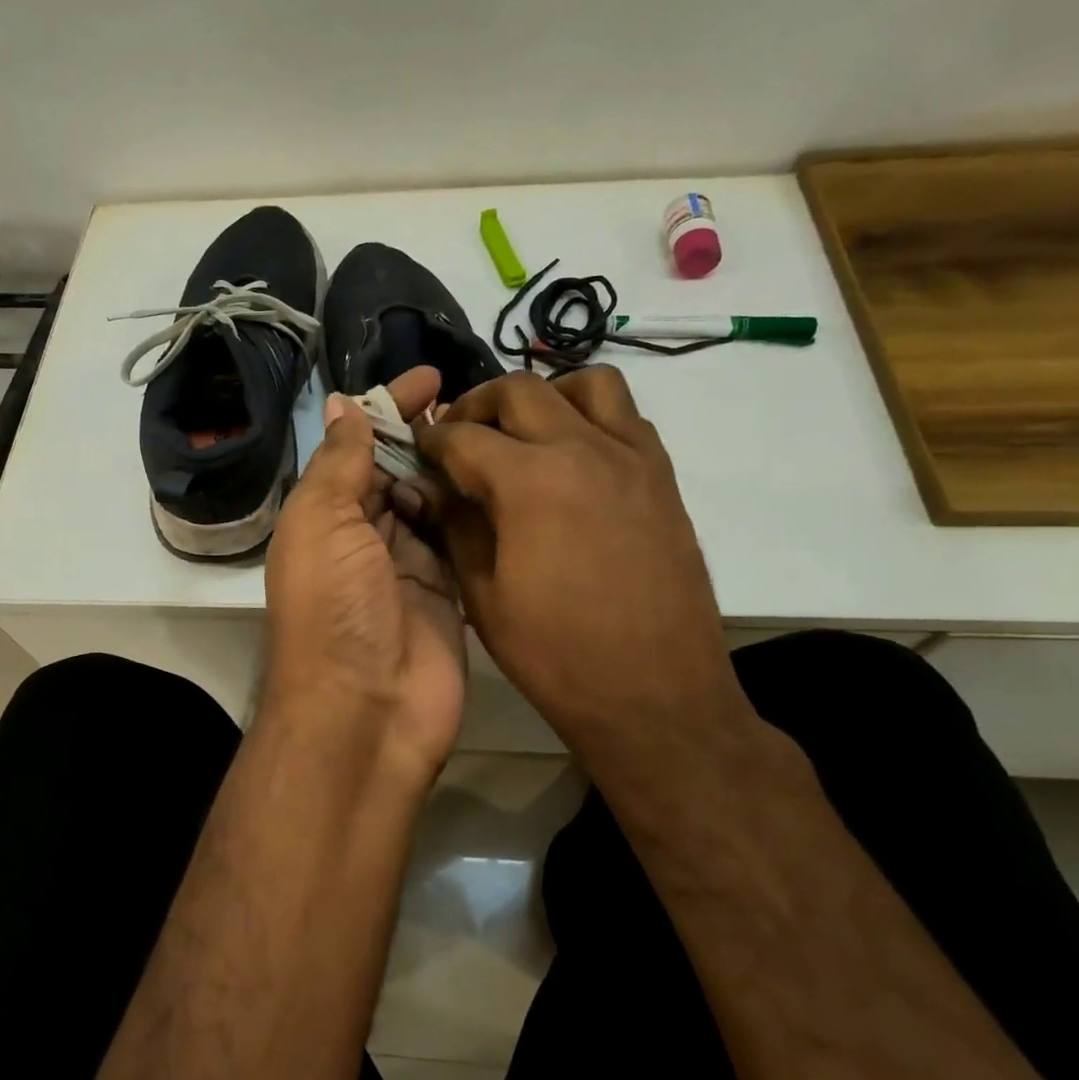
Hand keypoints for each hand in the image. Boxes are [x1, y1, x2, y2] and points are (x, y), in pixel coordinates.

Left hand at [261, 366, 465, 788]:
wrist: (366, 711)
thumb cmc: (334, 607)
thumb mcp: (322, 521)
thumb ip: (339, 462)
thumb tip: (344, 402)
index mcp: (325, 515)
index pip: (359, 447)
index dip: (390, 409)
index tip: (432, 377)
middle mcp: (364, 536)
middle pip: (398, 470)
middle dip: (428, 435)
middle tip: (479, 403)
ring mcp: (408, 566)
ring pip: (434, 501)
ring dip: (456, 469)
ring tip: (499, 432)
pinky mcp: (448, 593)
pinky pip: (461, 540)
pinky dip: (476, 512)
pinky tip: (506, 480)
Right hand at [409, 367, 753, 768]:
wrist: (655, 695)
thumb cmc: (556, 655)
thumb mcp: (483, 595)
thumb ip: (454, 526)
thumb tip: (430, 486)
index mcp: (530, 480)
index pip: (463, 436)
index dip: (430, 440)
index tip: (416, 450)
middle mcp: (584, 449)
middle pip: (518, 390)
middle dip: (476, 405)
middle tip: (458, 438)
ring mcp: (632, 457)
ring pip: (586, 383)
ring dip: (543, 396)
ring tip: (522, 435)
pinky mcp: (662, 477)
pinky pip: (625, 417)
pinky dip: (590, 417)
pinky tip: (572, 460)